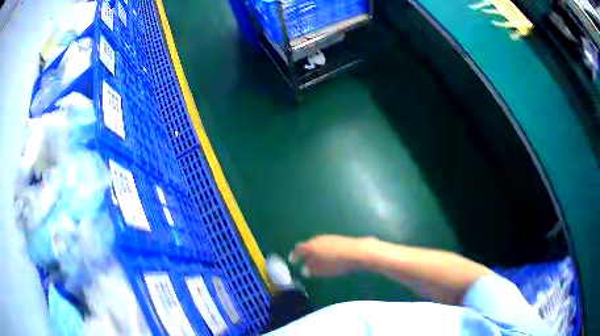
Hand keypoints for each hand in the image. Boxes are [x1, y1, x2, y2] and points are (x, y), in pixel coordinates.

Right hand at [289, 235, 376, 277]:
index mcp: (311, 247)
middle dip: (305, 254)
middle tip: (304, 261)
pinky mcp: (337, 238)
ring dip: (315, 252)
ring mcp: (328, 237)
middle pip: (308, 245)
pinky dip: (323, 250)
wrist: (358, 252)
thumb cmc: (338, 263)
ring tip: (316, 261)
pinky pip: (325, 244)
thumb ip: (311, 270)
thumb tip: (305, 270)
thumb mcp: (322, 271)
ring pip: (317, 244)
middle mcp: (317, 239)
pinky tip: (328, 256)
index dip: (295, 256)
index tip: (292, 260)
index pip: (298, 250)